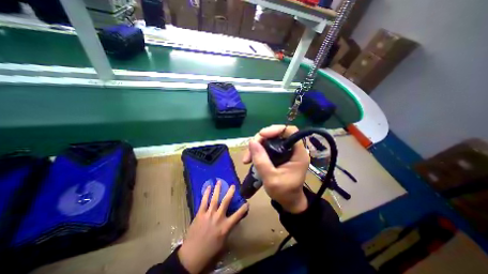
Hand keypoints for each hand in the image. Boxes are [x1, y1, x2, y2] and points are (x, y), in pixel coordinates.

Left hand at [179, 181, 247, 272]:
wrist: (192, 255)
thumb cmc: (210, 250)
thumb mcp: (223, 241)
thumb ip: (228, 229)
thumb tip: (231, 220)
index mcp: (226, 226)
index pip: (238, 215)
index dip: (243, 209)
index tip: (247, 203)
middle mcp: (218, 218)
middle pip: (226, 202)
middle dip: (230, 192)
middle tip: (233, 185)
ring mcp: (209, 214)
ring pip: (215, 199)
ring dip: (218, 189)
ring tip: (219, 181)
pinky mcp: (200, 214)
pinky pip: (204, 201)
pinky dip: (206, 193)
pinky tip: (208, 187)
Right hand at [243, 126, 308, 213]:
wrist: (289, 202)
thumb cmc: (284, 192)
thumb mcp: (271, 179)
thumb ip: (261, 161)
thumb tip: (251, 142)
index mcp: (298, 153)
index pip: (290, 131)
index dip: (276, 129)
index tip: (261, 135)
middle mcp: (292, 149)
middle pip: (276, 134)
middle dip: (261, 140)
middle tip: (250, 151)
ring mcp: (285, 151)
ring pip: (269, 140)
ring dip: (256, 146)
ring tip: (247, 159)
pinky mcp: (279, 154)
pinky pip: (267, 146)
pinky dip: (257, 150)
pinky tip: (250, 158)